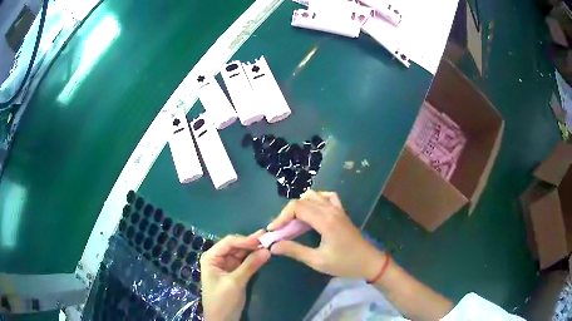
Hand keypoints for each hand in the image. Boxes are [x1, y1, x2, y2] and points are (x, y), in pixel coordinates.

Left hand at [200, 232, 270, 320]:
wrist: (222, 320)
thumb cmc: (223, 301)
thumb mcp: (235, 283)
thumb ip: (250, 265)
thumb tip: (267, 250)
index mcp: (211, 257)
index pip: (229, 242)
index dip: (245, 239)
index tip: (263, 239)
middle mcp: (217, 258)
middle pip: (235, 246)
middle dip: (251, 243)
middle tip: (269, 238)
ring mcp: (226, 265)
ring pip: (241, 253)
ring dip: (254, 249)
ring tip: (269, 243)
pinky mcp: (234, 273)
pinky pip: (244, 262)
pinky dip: (253, 258)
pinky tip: (264, 254)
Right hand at [268, 190, 385, 279]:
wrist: (369, 262)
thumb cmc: (344, 264)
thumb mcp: (317, 261)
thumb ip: (294, 251)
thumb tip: (273, 246)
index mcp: (325, 221)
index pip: (297, 208)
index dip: (281, 217)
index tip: (273, 231)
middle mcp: (330, 210)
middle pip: (302, 200)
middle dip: (287, 213)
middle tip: (280, 230)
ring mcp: (337, 209)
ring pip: (313, 195)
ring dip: (300, 206)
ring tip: (293, 223)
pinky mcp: (341, 211)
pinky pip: (327, 197)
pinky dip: (316, 200)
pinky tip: (312, 211)